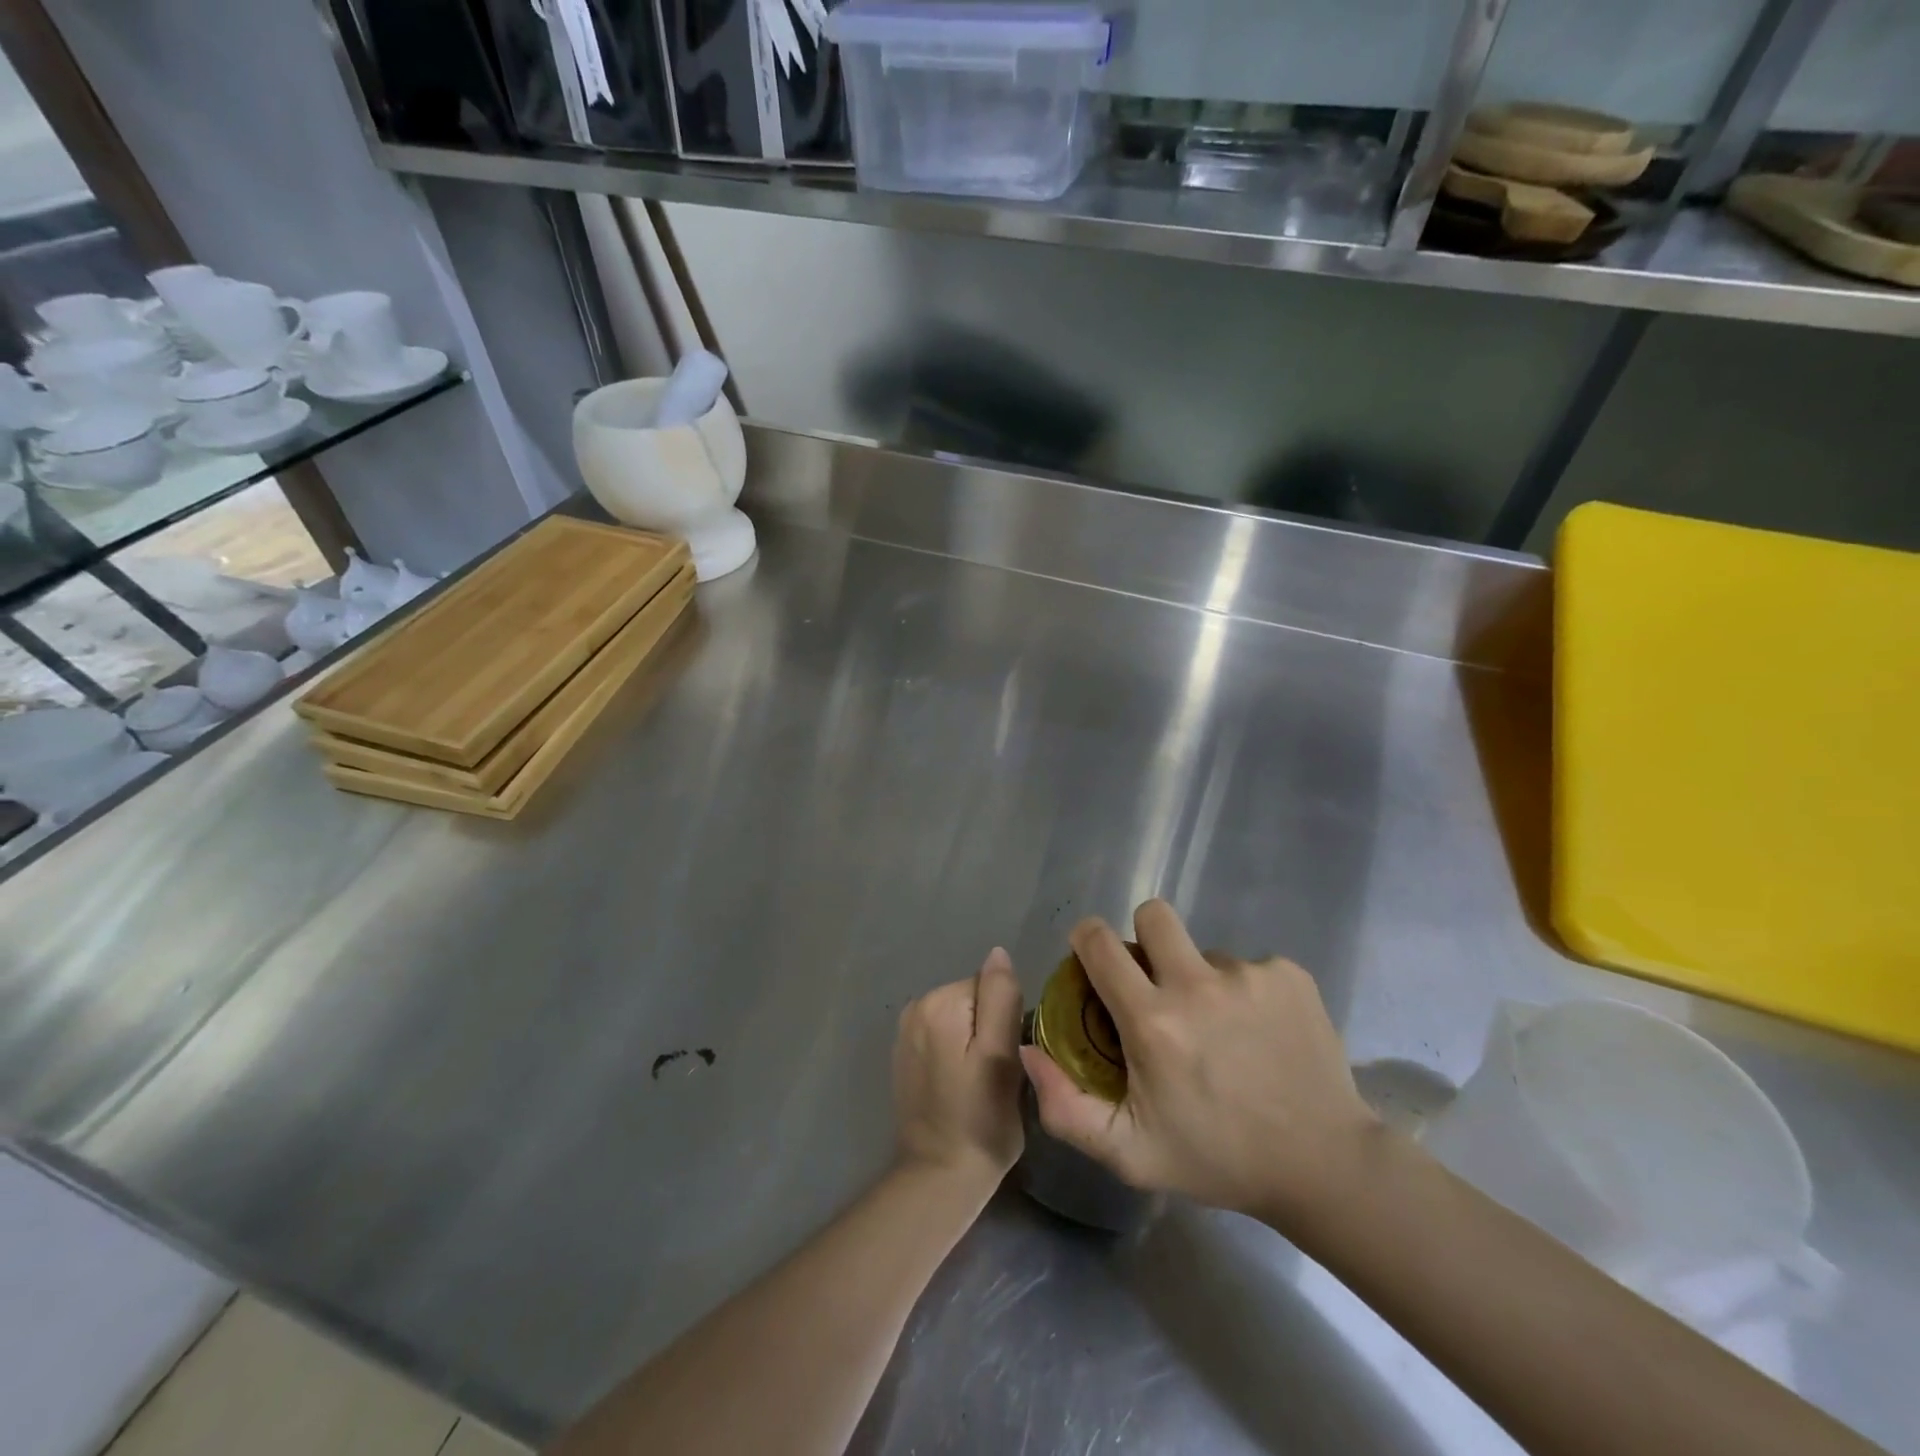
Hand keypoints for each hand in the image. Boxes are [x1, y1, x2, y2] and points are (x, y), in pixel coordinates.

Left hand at [892, 948, 1024, 1192]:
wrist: (938, 1176)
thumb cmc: (980, 1120)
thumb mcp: (1002, 1057)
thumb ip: (1000, 998)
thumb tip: (998, 953)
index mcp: (939, 1002)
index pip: (990, 987)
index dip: (1007, 1020)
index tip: (1009, 1057)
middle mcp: (916, 1006)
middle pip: (974, 999)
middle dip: (990, 1028)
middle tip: (997, 1074)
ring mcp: (905, 1031)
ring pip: (961, 1018)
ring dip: (974, 1042)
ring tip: (980, 1082)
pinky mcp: (905, 1054)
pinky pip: (944, 1036)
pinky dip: (956, 1053)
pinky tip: (960, 1084)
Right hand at [1019, 901, 1377, 1231]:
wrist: (1325, 1166)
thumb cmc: (1218, 1159)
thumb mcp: (1130, 1154)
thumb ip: (1065, 1109)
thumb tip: (1030, 1051)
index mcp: (1153, 1021)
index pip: (1100, 942)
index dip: (1087, 939)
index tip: (1093, 958)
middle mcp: (1198, 984)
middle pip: (1153, 914)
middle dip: (1145, 938)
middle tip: (1157, 982)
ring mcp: (1249, 974)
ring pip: (1205, 950)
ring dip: (1201, 979)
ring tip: (1223, 1031)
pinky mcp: (1290, 975)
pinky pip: (1250, 966)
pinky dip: (1246, 992)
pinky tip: (1261, 1034)